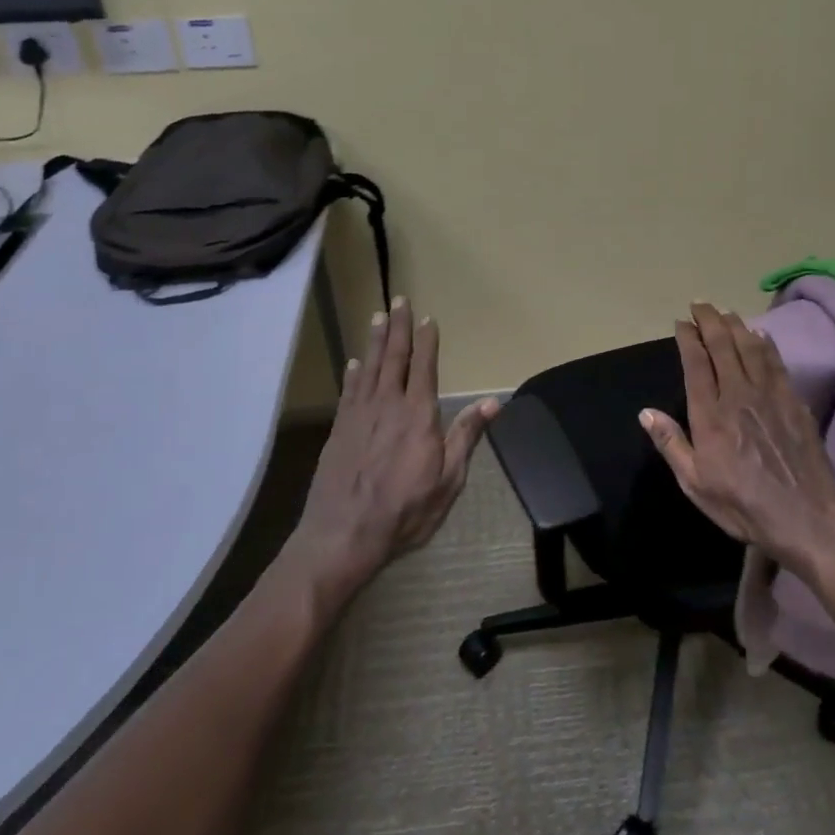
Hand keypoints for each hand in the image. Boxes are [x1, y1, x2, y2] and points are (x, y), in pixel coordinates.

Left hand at [287, 297, 497, 594]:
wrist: (343, 535)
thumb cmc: (405, 511)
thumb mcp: (449, 480)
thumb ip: (467, 436)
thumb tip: (494, 402)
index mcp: (418, 415)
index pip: (424, 367)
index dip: (426, 341)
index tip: (427, 318)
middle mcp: (388, 405)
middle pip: (394, 358)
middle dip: (398, 327)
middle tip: (397, 299)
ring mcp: (359, 416)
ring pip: (369, 368)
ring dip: (376, 340)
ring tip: (378, 316)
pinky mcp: (339, 430)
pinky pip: (349, 391)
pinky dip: (353, 373)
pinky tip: (354, 362)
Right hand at [639, 303, 834, 578]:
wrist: (805, 516)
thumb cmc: (743, 504)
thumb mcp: (695, 483)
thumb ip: (671, 443)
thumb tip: (646, 412)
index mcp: (710, 413)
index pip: (696, 363)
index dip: (688, 338)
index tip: (681, 322)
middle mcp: (739, 394)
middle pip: (723, 346)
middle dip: (709, 320)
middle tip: (700, 304)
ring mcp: (770, 395)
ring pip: (750, 347)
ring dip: (736, 325)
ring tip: (725, 311)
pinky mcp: (794, 401)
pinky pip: (776, 362)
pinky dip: (766, 343)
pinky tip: (761, 334)